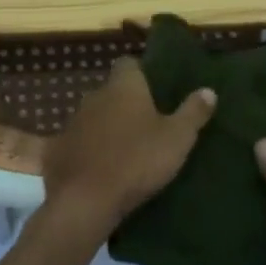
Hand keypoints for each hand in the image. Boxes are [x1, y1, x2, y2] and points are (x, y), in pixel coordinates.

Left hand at [43, 58, 217, 234]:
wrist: (86, 200)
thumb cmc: (138, 160)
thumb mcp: (177, 138)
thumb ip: (193, 112)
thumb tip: (208, 90)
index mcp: (123, 87)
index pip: (128, 64)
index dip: (141, 73)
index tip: (155, 88)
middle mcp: (94, 97)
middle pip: (111, 91)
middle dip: (125, 103)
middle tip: (146, 122)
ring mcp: (72, 123)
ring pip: (92, 117)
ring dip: (105, 127)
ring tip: (124, 147)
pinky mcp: (57, 151)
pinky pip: (74, 144)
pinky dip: (84, 151)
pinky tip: (95, 167)